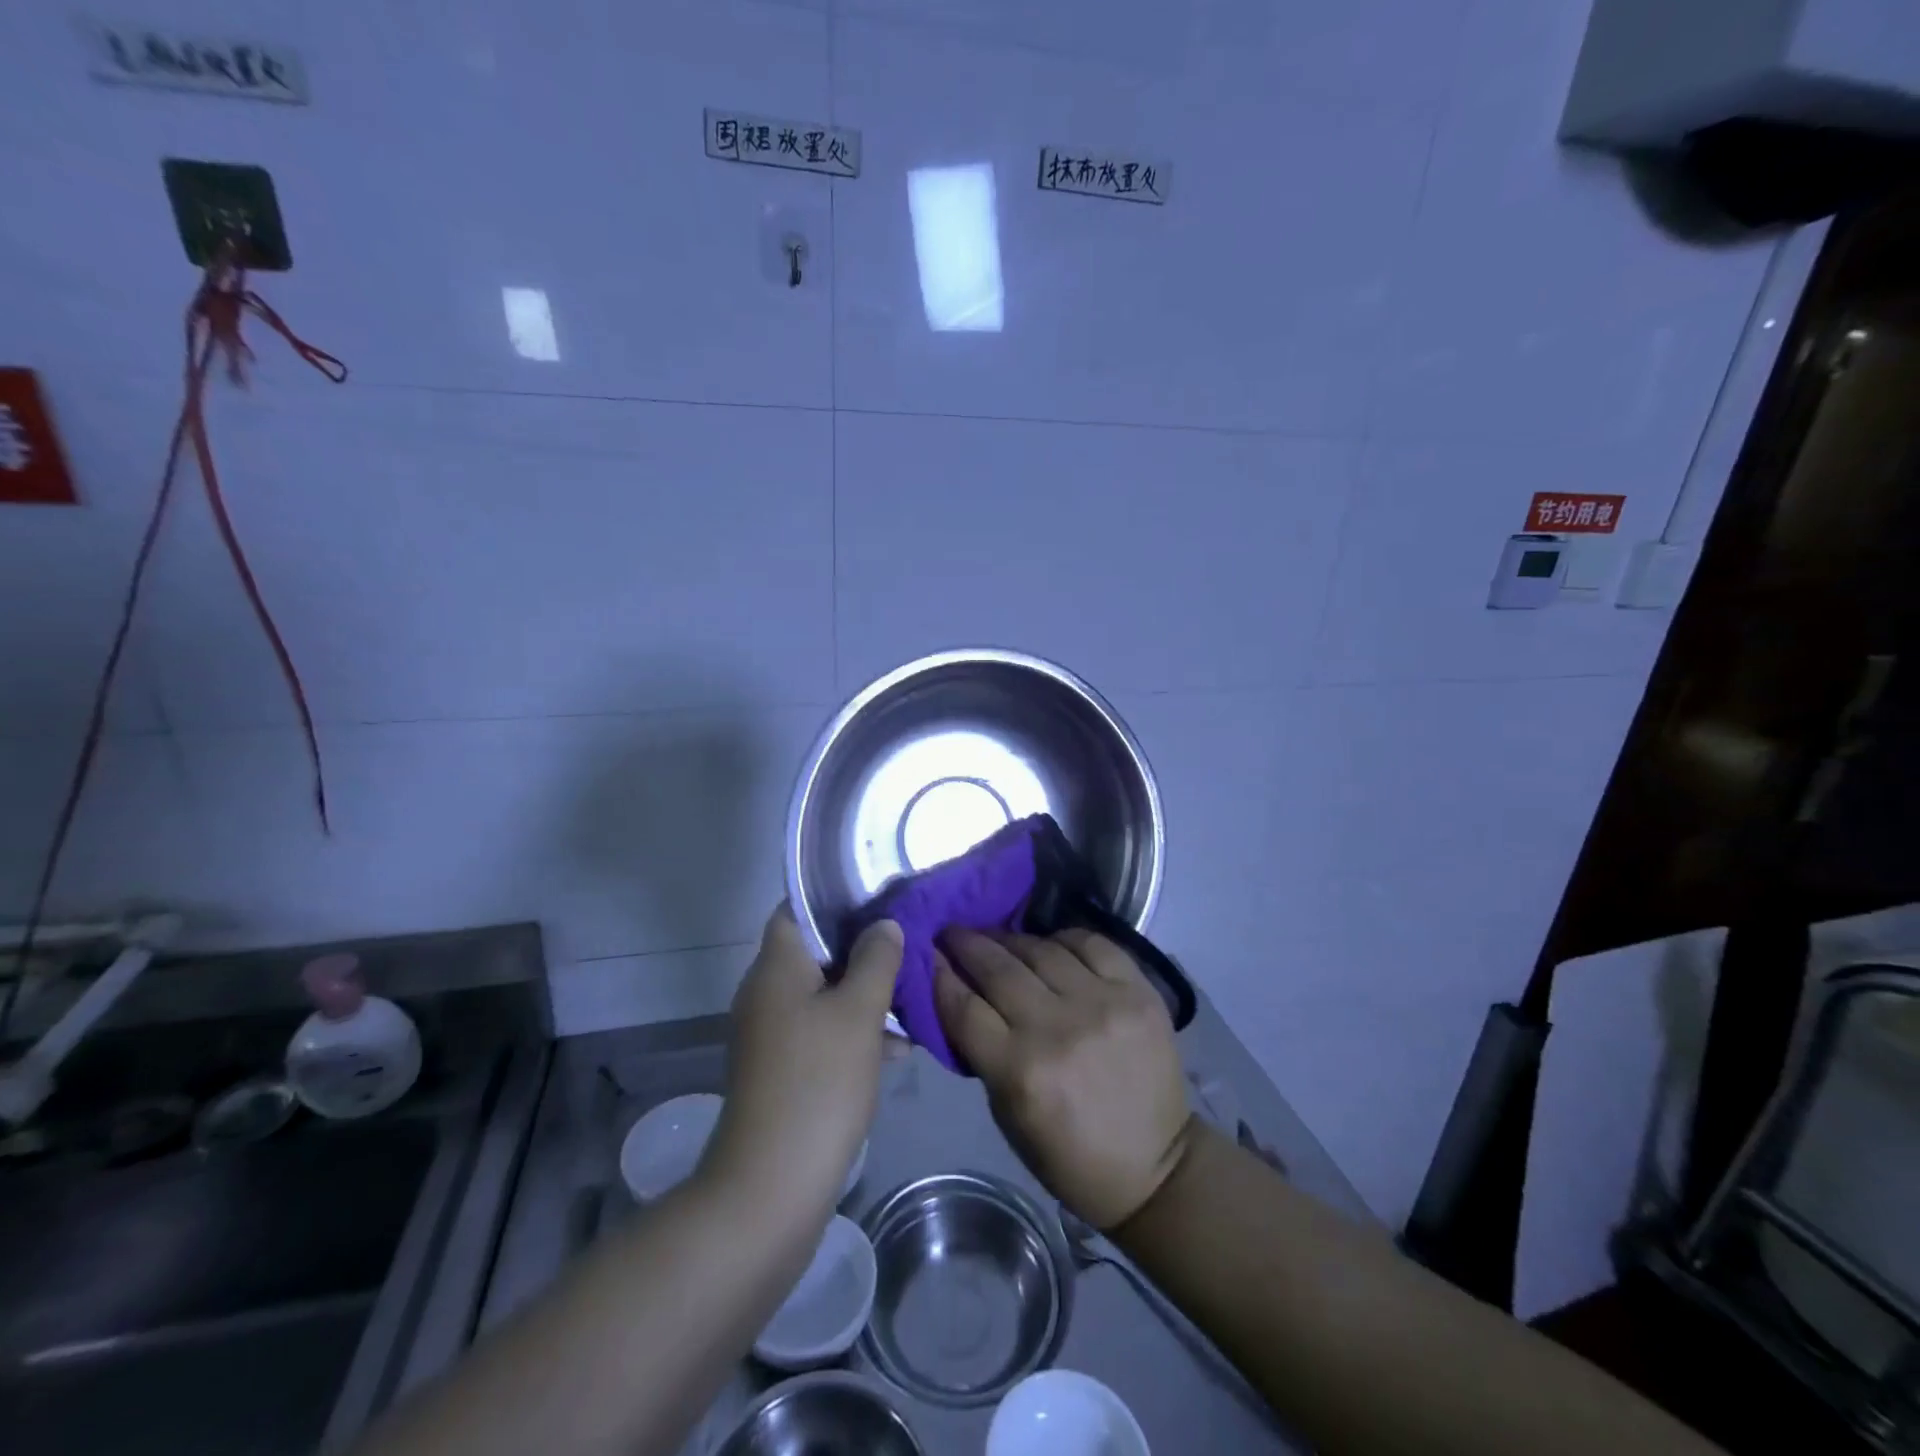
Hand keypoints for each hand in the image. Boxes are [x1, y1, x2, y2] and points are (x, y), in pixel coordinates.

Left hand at [702, 907, 902, 1221]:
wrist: (771, 1187)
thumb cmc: (818, 1082)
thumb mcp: (859, 1013)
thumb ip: (876, 960)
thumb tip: (885, 924)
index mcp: (776, 967)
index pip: (797, 908)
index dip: (836, 897)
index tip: (881, 897)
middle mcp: (766, 992)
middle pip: (816, 951)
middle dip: (863, 948)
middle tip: (909, 945)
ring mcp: (771, 1033)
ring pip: (824, 994)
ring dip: (865, 994)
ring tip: (913, 996)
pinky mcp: (782, 1069)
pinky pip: (821, 1031)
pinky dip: (854, 1031)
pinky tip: (898, 1049)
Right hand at [935, 928, 1191, 1230]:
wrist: (1156, 1168)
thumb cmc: (1069, 1155)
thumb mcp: (1008, 1115)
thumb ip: (983, 1052)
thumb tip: (959, 996)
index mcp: (1020, 1071)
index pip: (964, 1006)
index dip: (939, 973)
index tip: (926, 952)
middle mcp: (1058, 1028)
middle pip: (998, 969)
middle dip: (967, 943)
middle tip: (951, 931)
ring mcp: (1102, 1004)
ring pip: (1042, 950)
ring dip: (1010, 938)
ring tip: (996, 935)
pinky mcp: (1138, 992)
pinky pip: (1092, 944)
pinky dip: (1064, 938)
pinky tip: (1050, 943)